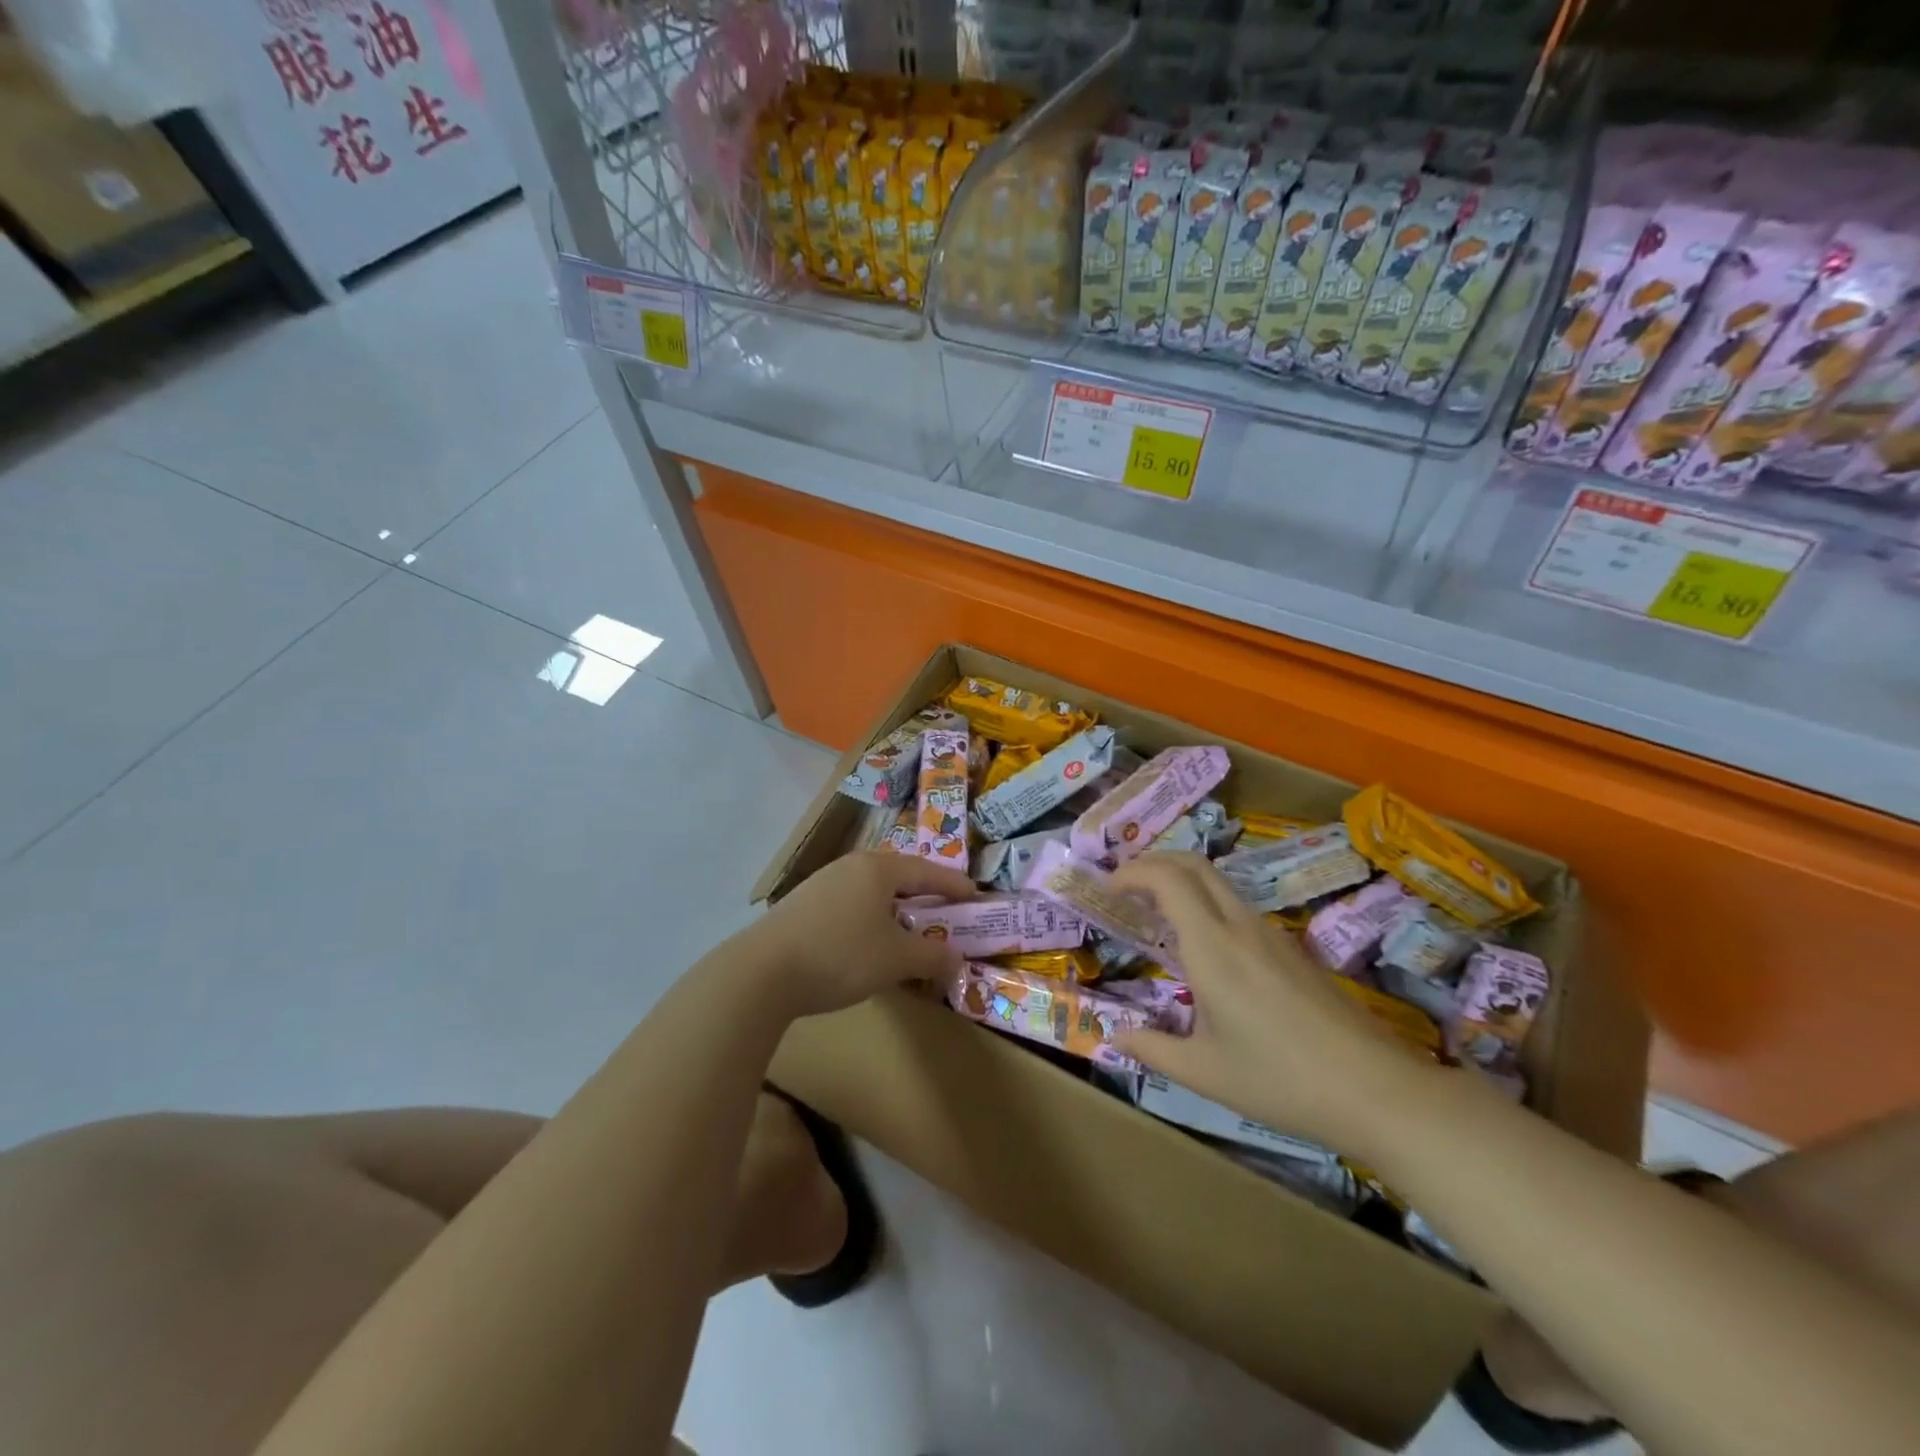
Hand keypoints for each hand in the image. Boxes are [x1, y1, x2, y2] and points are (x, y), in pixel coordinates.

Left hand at [734, 851, 977, 1019]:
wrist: (762, 972)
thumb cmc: (841, 955)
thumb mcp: (896, 959)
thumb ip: (932, 956)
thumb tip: (956, 958)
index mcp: (878, 869)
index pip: (927, 871)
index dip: (953, 885)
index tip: (975, 895)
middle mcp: (850, 866)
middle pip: (897, 876)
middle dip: (923, 894)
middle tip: (944, 911)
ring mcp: (821, 883)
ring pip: (871, 891)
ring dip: (894, 908)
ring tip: (908, 928)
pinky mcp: (801, 905)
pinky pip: (849, 904)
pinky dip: (869, 918)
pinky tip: (867, 941)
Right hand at [1109, 853, 1433, 1149]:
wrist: (1375, 1090)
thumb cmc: (1280, 1080)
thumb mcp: (1204, 1072)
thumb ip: (1152, 1049)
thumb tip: (1115, 1036)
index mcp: (1211, 947)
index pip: (1167, 879)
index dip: (1132, 872)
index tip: (1107, 887)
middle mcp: (1240, 927)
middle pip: (1194, 865)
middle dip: (1154, 862)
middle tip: (1126, 884)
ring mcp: (1271, 934)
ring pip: (1219, 883)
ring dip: (1181, 881)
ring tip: (1157, 912)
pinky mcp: (1292, 949)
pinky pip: (1238, 907)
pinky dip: (1206, 904)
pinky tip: (1204, 946)